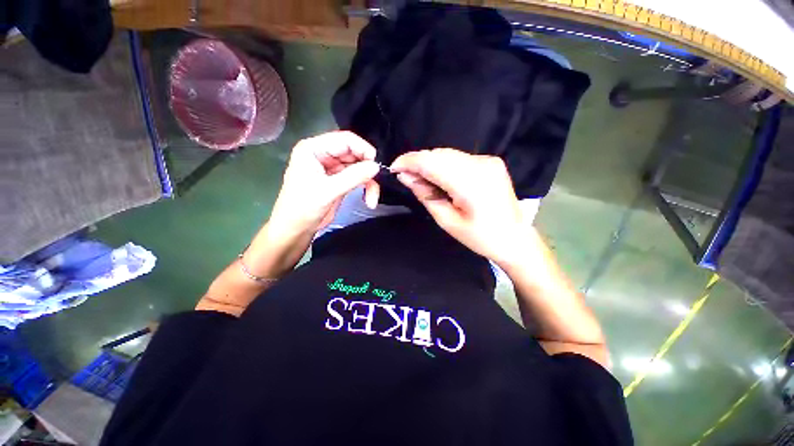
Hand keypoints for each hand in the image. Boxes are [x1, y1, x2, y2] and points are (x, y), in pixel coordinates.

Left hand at [268, 131, 380, 238]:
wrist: (296, 229)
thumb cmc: (303, 207)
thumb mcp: (328, 190)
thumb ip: (353, 177)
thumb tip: (376, 166)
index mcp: (314, 149)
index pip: (344, 140)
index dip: (363, 149)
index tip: (376, 164)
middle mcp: (323, 154)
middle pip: (354, 153)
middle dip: (367, 169)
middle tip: (378, 182)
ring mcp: (332, 168)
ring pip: (359, 167)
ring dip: (369, 182)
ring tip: (372, 198)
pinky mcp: (339, 180)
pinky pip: (358, 178)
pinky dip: (366, 188)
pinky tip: (369, 200)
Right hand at [391, 148, 528, 265]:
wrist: (515, 238)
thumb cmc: (480, 237)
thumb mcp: (447, 221)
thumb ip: (425, 195)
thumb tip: (405, 177)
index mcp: (470, 183)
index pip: (431, 161)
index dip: (409, 161)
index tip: (394, 168)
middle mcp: (481, 164)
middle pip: (439, 154)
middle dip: (418, 163)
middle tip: (406, 178)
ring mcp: (488, 160)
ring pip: (447, 154)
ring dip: (430, 164)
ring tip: (421, 180)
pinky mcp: (490, 161)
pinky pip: (458, 158)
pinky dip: (443, 165)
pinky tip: (439, 178)